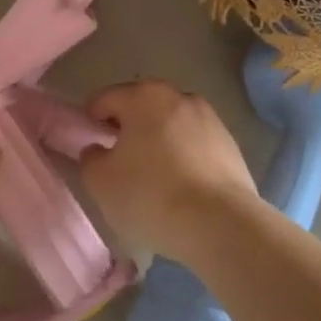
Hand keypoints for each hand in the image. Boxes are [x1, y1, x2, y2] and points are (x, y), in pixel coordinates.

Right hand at [78, 80, 259, 259]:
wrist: (221, 224)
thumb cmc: (150, 195)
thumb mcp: (100, 181)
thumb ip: (90, 158)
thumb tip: (98, 149)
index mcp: (144, 96)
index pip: (105, 99)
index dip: (90, 121)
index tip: (89, 147)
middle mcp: (179, 97)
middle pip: (142, 109)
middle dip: (128, 130)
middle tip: (118, 164)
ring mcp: (210, 119)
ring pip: (171, 127)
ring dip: (158, 144)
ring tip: (152, 180)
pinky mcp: (231, 146)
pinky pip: (195, 147)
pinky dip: (183, 160)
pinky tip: (180, 190)